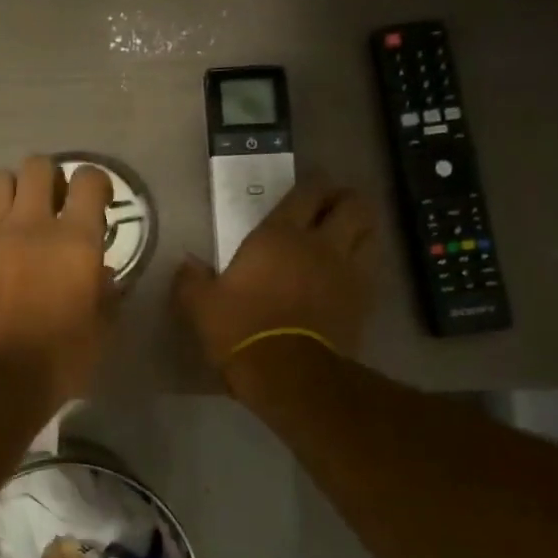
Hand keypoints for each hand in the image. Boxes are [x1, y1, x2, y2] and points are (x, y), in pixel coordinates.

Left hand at [0, 155, 115, 404]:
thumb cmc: (60, 359)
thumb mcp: (102, 329)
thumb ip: (105, 291)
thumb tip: (97, 270)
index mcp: (75, 240)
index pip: (89, 180)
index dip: (95, 184)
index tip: (95, 201)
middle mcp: (31, 225)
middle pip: (37, 165)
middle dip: (48, 179)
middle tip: (51, 206)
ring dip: (9, 193)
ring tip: (14, 219)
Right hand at [173, 182, 377, 383]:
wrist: (288, 373)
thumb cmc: (241, 329)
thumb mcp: (201, 306)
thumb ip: (191, 280)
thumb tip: (187, 263)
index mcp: (280, 235)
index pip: (308, 192)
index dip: (312, 184)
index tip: (307, 187)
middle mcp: (321, 244)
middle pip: (353, 204)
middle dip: (345, 200)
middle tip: (329, 208)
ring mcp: (348, 272)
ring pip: (371, 232)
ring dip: (360, 229)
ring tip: (343, 236)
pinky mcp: (363, 301)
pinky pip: (370, 269)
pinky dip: (362, 264)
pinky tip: (345, 274)